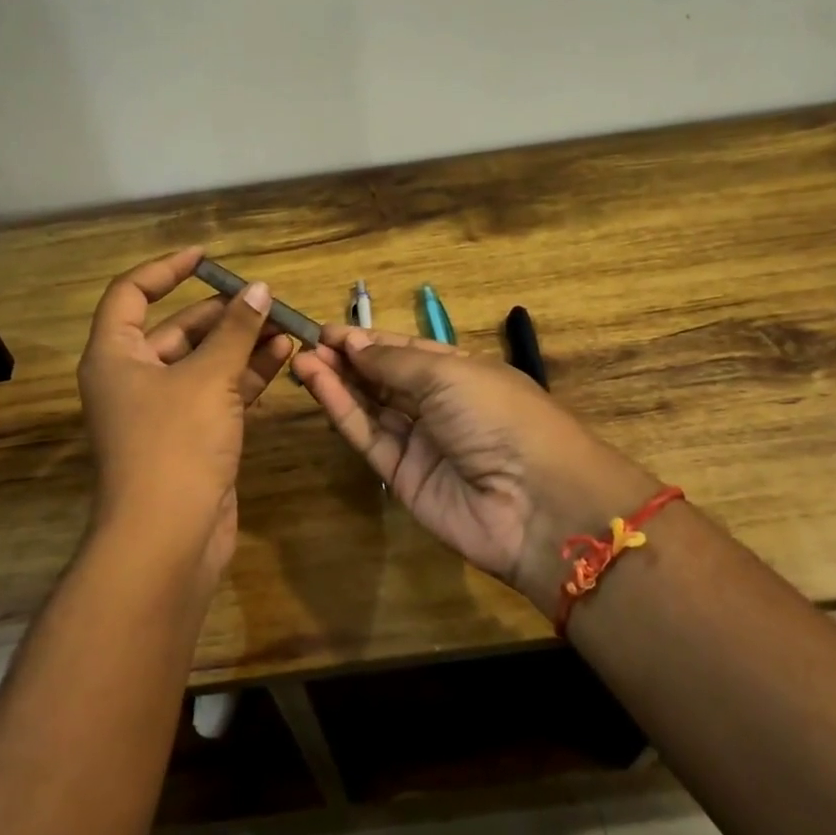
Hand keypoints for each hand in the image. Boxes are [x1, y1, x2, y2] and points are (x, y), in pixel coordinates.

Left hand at [77, 249, 293, 581]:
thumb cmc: (175, 445)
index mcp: (115, 356)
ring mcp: (164, 411)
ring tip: (286, 323)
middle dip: (224, 313)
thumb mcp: (208, 378)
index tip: (207, 258)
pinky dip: (248, 375)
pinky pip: (220, 392)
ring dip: (242, 343)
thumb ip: (236, 331)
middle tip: (267, 299)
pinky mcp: (193, 437)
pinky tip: (284, 356)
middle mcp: (134, 378)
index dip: (166, 269)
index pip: (131, 293)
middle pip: (177, 328)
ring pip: (205, 362)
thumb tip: (259, 289)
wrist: (167, 540)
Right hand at [291, 326, 658, 604]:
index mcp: (462, 373)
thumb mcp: (448, 374)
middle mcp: (441, 406)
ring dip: (338, 382)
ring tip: (301, 359)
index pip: (408, 351)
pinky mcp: (401, 477)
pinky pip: (368, 437)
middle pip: (386, 378)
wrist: (534, 503)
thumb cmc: (498, 416)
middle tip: (308, 343)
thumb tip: (353, 344)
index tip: (329, 331)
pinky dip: (342, 410)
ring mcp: (421, 443)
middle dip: (349, 360)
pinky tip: (317, 384)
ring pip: (371, 407)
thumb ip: (394, 361)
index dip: (370, 340)